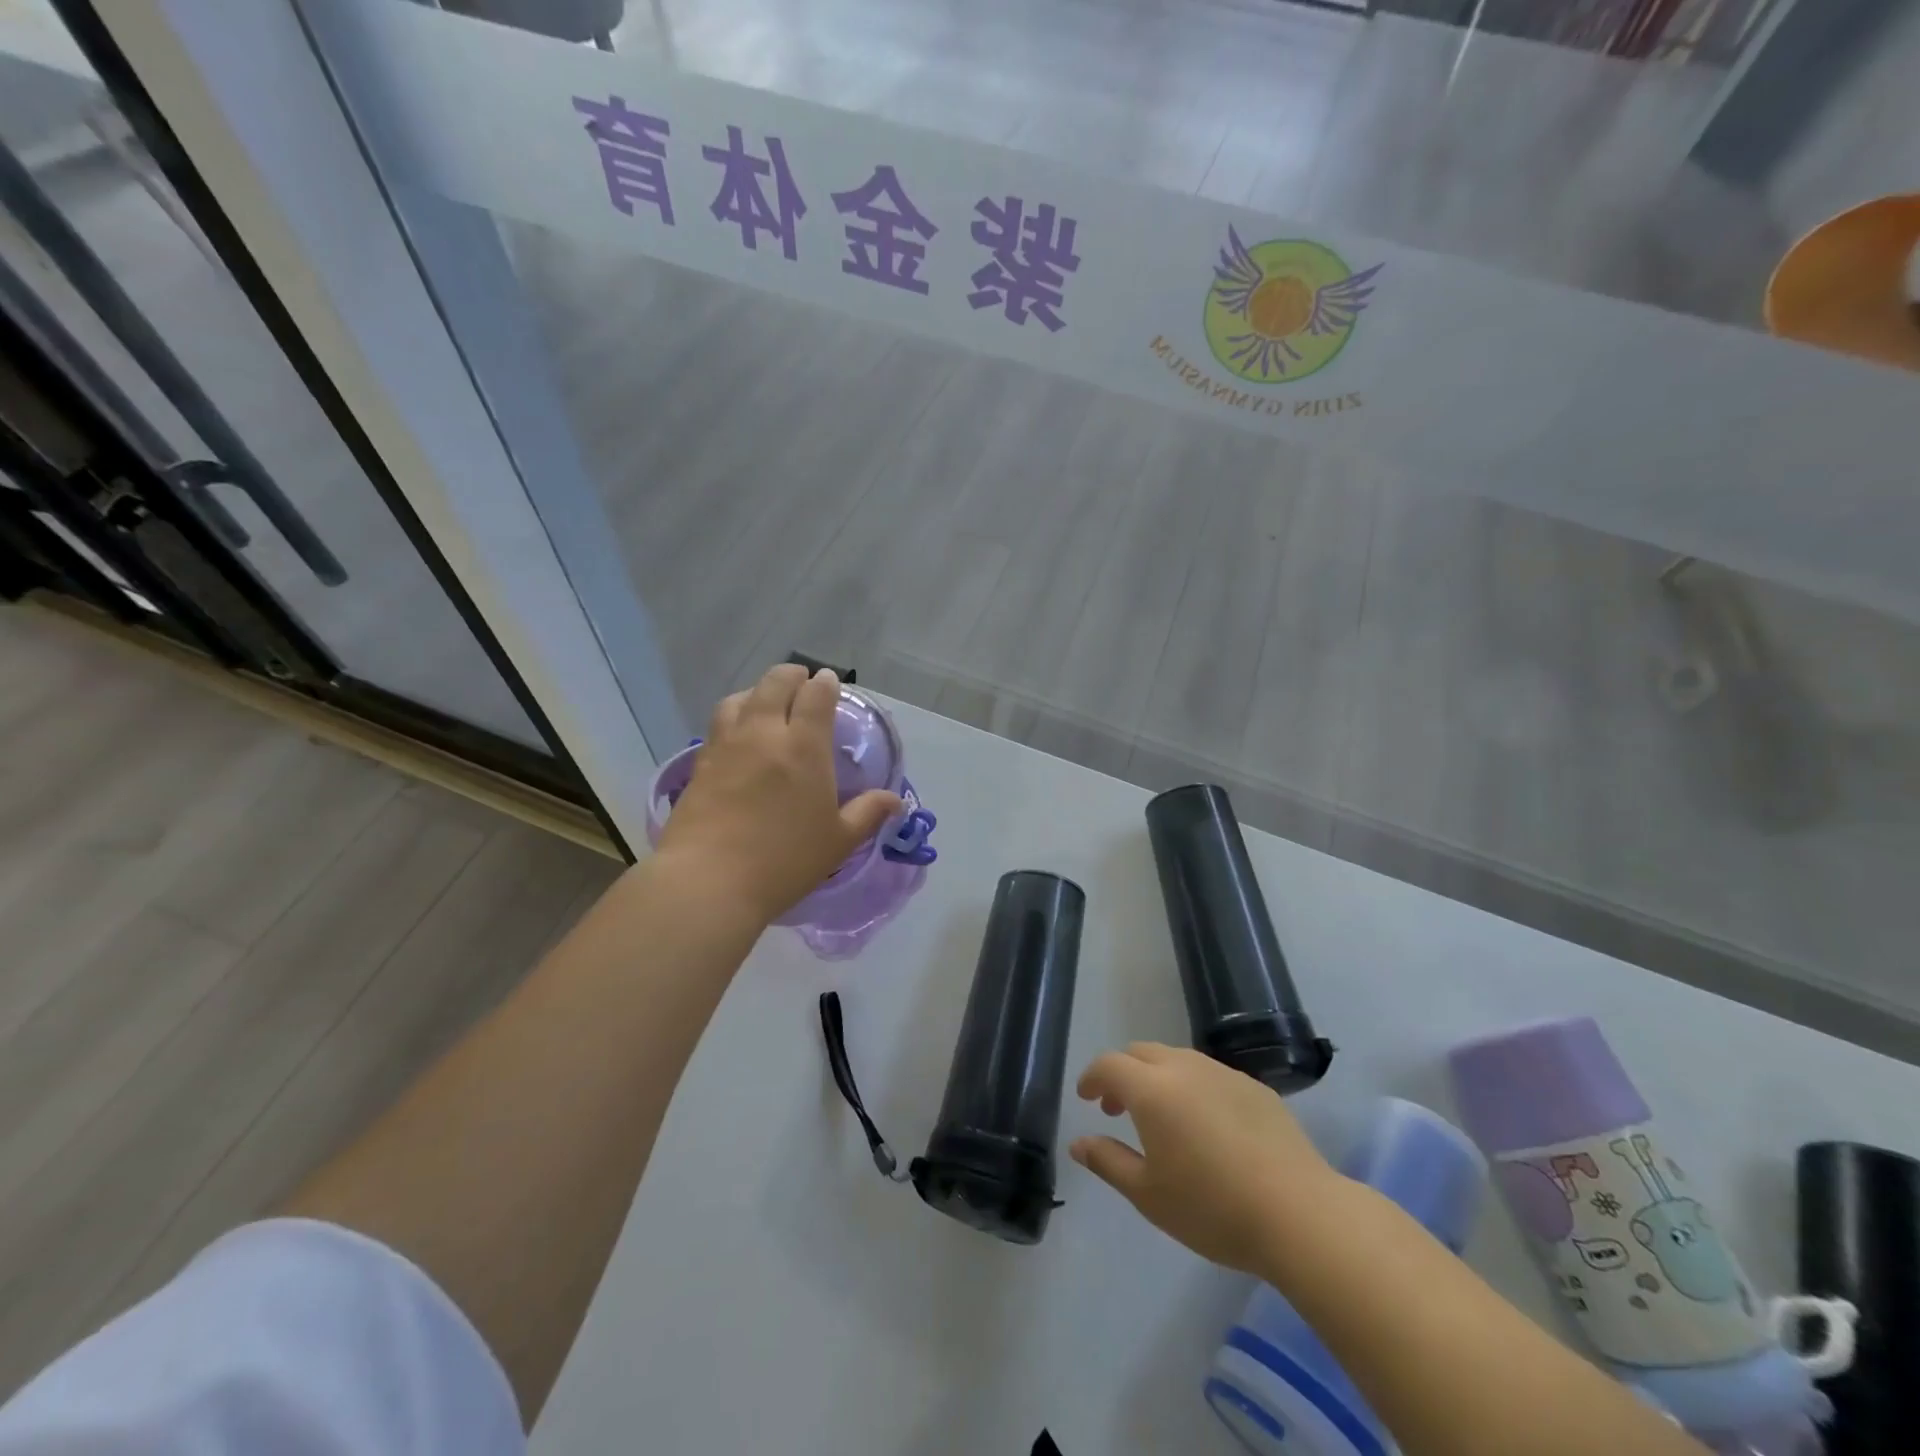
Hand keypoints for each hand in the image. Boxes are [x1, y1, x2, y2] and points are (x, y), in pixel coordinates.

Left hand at [655, 665, 902, 923]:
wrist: (708, 881)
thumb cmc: (784, 861)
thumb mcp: (838, 841)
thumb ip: (868, 813)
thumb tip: (895, 800)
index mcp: (804, 747)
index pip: (816, 695)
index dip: (825, 683)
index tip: (829, 682)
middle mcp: (764, 734)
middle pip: (775, 683)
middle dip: (792, 675)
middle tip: (802, 683)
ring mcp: (727, 745)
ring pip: (740, 698)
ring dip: (758, 691)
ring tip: (767, 702)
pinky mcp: (700, 762)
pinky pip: (719, 724)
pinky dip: (734, 715)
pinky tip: (739, 735)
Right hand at [1070, 1043, 1339, 1273]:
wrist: (1299, 1213)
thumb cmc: (1212, 1208)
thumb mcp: (1148, 1195)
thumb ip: (1108, 1162)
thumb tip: (1079, 1143)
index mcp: (1152, 1089)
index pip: (1109, 1065)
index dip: (1092, 1077)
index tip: (1086, 1098)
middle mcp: (1184, 1068)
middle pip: (1141, 1052)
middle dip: (1123, 1073)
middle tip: (1118, 1108)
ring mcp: (1223, 1073)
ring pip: (1177, 1059)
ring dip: (1158, 1077)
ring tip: (1162, 1117)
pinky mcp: (1255, 1087)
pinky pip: (1210, 1074)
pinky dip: (1193, 1087)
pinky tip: (1206, 1126)